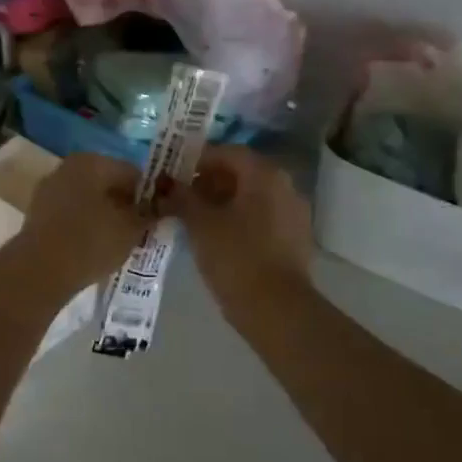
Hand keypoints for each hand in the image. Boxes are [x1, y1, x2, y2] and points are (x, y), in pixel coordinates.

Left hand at [11, 152, 151, 296]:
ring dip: (105, 215)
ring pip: (89, 199)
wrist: (39, 271)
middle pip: (108, 184)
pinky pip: (72, 214)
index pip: (132, 173)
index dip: (150, 196)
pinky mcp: (38, 213)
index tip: (158, 218)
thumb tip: (158, 206)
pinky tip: (94, 247)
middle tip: (140, 231)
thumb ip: (149, 213)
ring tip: (118, 242)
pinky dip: (85, 225)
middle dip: (125, 204)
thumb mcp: (132, 228)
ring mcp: (49, 189)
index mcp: (92, 161)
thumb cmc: (91, 241)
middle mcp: (68, 167)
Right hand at [162, 147, 313, 319]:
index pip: (228, 152)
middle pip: (242, 173)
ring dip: (223, 201)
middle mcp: (285, 186)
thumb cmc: (235, 256)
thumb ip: (182, 197)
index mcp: (264, 175)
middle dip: (209, 181)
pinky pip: (262, 217)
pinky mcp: (294, 239)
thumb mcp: (200, 223)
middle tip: (181, 196)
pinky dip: (239, 219)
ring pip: (252, 196)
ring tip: (193, 218)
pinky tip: (217, 237)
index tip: (174, 173)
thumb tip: (167, 184)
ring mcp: (294, 213)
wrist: (275, 309)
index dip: (198, 159)